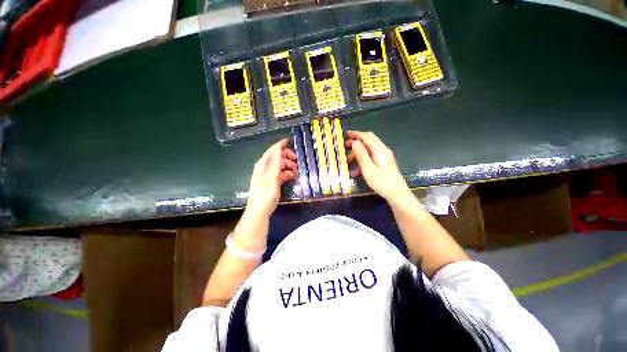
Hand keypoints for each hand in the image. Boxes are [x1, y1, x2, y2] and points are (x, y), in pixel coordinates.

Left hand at [246, 138, 297, 217]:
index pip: (272, 151)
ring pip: (281, 166)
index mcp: (263, 165)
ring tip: (297, 172)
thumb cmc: (265, 194)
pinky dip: (288, 174)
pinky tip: (294, 177)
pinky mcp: (273, 182)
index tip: (290, 141)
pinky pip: (282, 174)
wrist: (260, 211)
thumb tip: (279, 149)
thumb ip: (275, 163)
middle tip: (297, 162)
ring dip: (289, 167)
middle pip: (278, 158)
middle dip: (288, 158)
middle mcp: (265, 168)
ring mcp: (269, 175)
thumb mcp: (271, 178)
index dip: (280, 145)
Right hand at [346, 131, 409, 200]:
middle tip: (346, 145)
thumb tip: (355, 142)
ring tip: (348, 161)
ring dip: (358, 152)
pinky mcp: (384, 163)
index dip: (356, 134)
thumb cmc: (381, 182)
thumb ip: (361, 154)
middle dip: (357, 141)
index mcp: (379, 150)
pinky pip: (371, 156)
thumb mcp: (368, 169)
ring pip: (369, 149)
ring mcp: (384, 156)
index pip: (367, 137)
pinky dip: (363, 159)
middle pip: (369, 140)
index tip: (346, 134)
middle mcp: (383, 150)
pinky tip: (356, 170)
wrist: (397, 193)